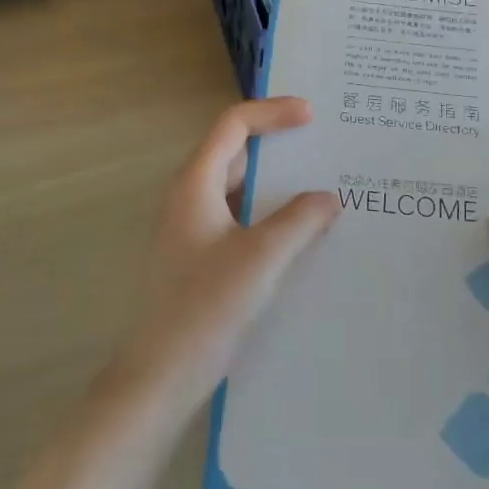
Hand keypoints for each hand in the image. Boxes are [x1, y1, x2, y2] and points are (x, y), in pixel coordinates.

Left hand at [117, 98, 338, 417]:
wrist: (160, 376)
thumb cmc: (206, 308)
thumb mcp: (262, 258)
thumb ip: (299, 220)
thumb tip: (328, 197)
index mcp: (195, 183)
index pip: (233, 124)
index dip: (272, 111)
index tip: (311, 115)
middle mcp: (189, 196)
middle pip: (234, 150)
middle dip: (277, 143)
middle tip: (321, 144)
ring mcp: (191, 227)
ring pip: (237, 186)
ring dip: (275, 181)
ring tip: (319, 184)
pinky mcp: (198, 254)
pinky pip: (238, 215)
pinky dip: (267, 211)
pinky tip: (298, 231)